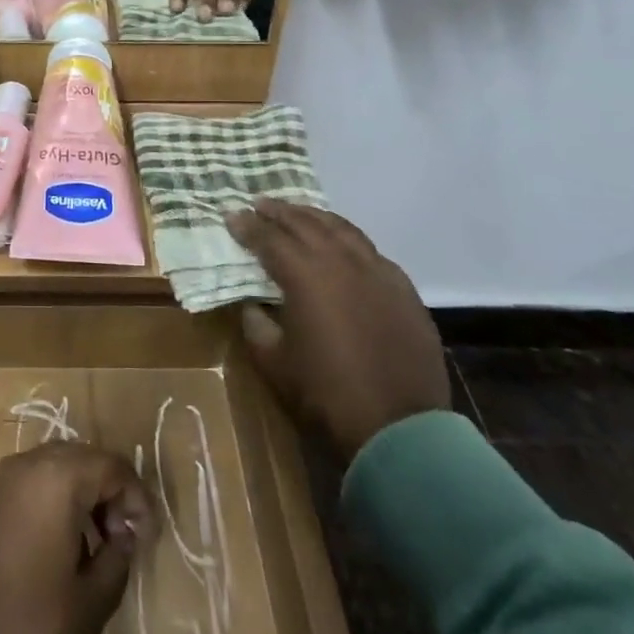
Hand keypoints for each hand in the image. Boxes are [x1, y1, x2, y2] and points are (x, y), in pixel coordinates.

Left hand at [0, 443, 153, 633]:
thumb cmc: (26, 629)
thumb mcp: (89, 604)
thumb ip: (116, 560)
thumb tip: (123, 536)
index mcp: (57, 478)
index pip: (112, 466)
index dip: (136, 499)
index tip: (144, 540)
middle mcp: (24, 465)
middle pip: (79, 459)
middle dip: (104, 492)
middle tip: (116, 538)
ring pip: (47, 469)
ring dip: (73, 496)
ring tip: (84, 547)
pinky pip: (20, 487)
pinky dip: (42, 504)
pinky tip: (45, 549)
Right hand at [228, 200, 449, 462]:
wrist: (400, 429)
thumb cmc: (327, 395)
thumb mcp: (274, 363)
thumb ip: (257, 325)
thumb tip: (252, 305)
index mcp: (306, 276)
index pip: (269, 239)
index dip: (247, 226)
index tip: (231, 214)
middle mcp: (342, 262)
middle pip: (305, 224)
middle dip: (278, 212)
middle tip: (259, 203)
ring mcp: (378, 271)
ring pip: (342, 229)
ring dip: (314, 216)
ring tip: (297, 212)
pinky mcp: (403, 288)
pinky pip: (369, 250)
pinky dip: (347, 238)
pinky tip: (341, 244)